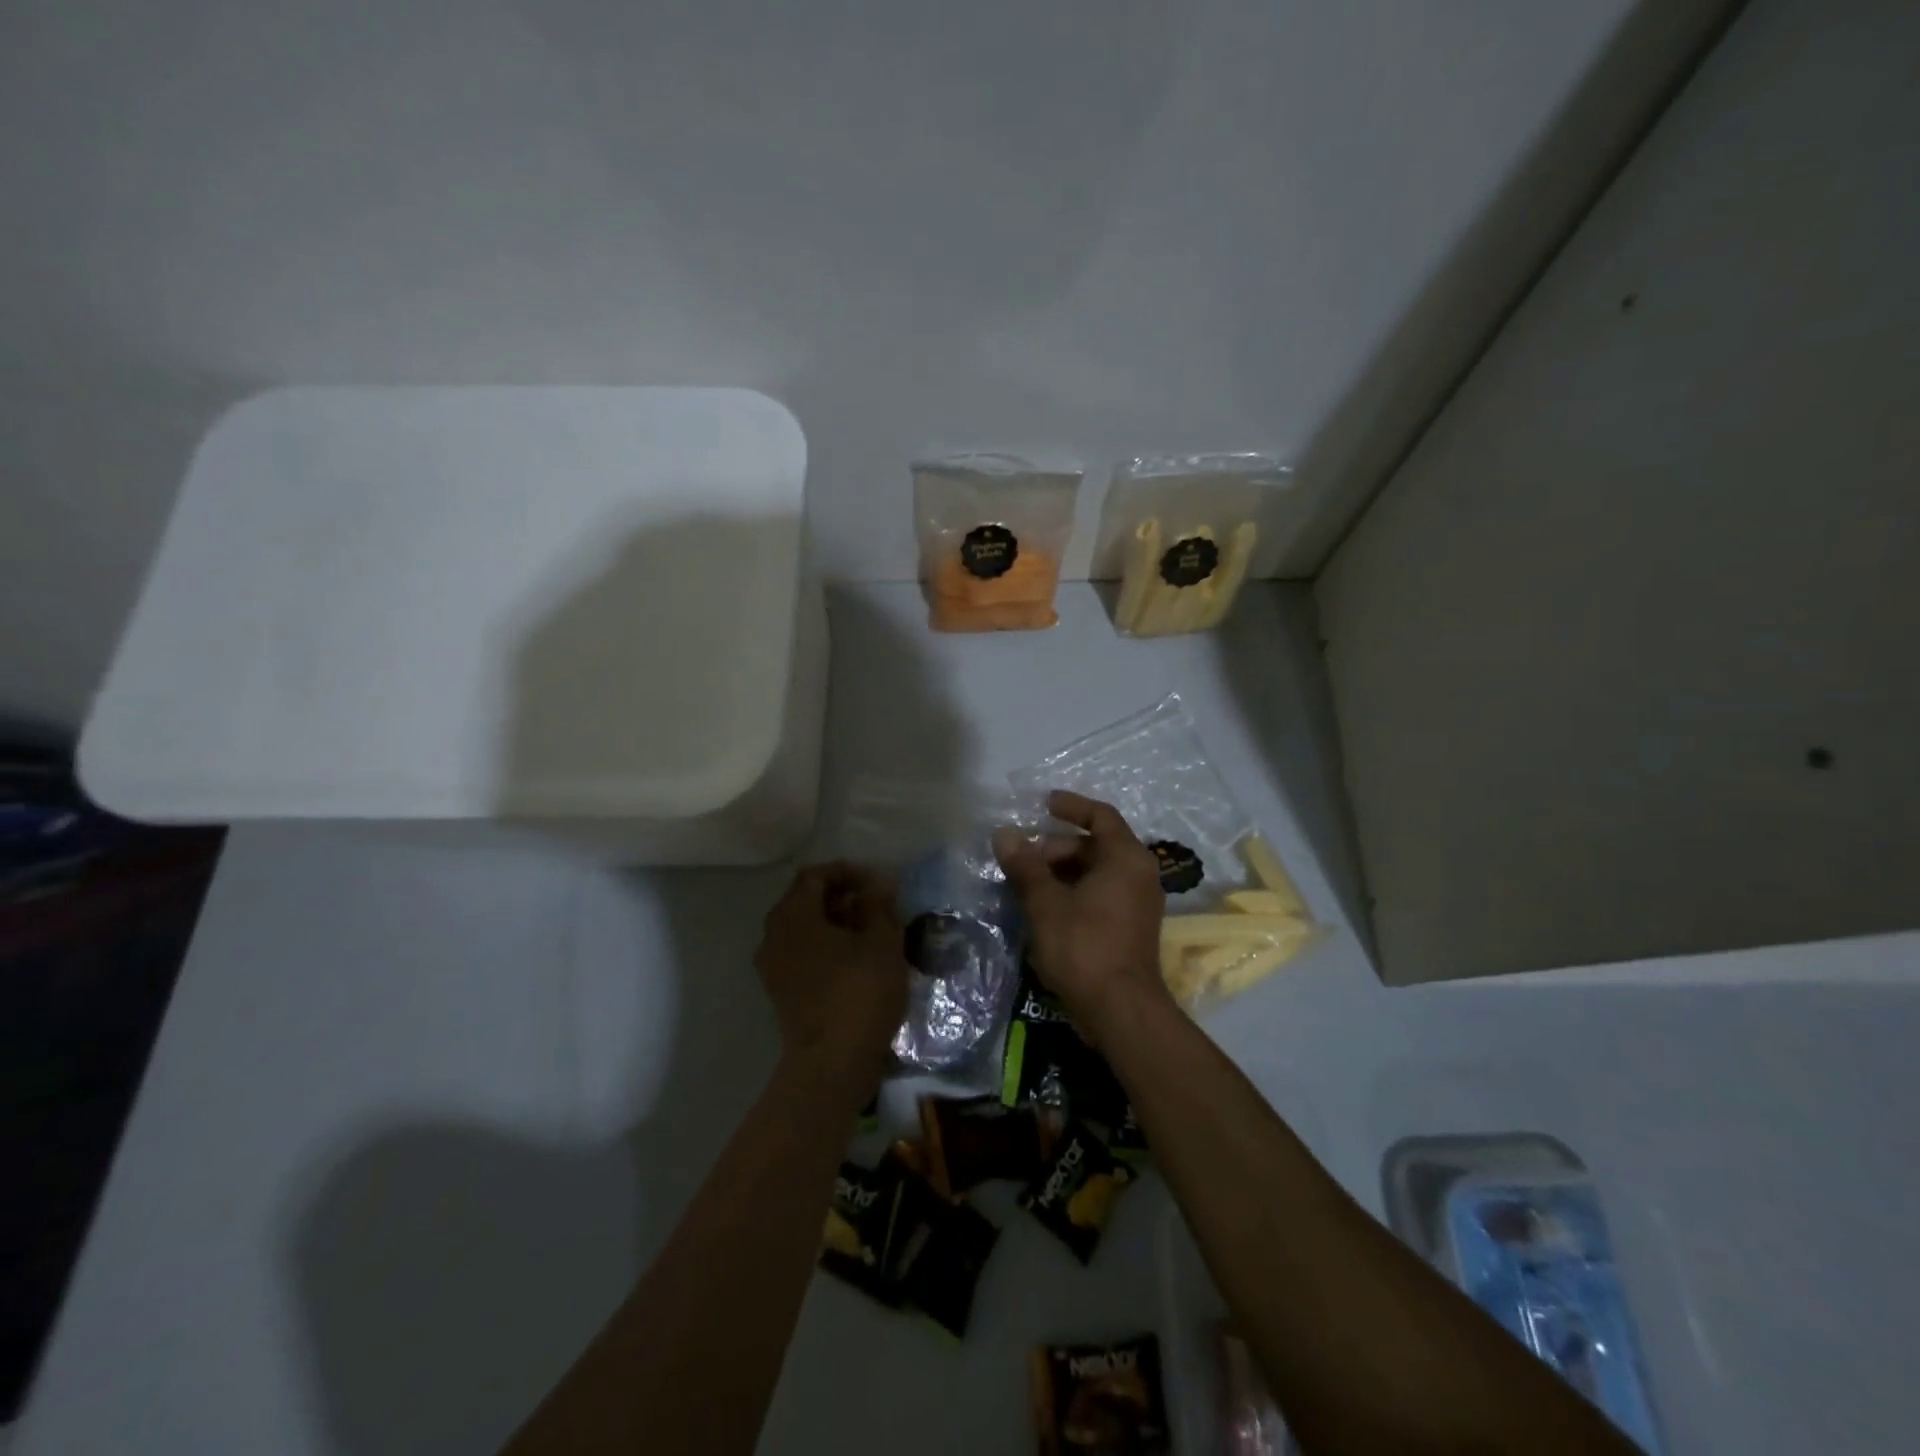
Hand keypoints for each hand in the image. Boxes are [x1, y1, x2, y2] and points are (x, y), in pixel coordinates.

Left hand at [755, 862, 908, 1108]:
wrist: (832, 1064)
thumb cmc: (859, 993)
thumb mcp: (881, 942)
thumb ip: (878, 906)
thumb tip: (877, 886)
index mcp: (793, 915)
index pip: (816, 875)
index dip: (848, 873)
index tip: (879, 884)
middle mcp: (774, 935)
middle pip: (806, 900)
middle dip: (842, 897)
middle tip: (877, 906)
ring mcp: (773, 966)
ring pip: (804, 928)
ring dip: (836, 923)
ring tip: (872, 933)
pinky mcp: (781, 991)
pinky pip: (803, 953)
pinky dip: (827, 947)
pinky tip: (857, 960)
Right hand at [994, 791, 1171, 1041]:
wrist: (1120, 1011)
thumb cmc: (1084, 946)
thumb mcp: (1046, 903)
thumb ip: (1025, 865)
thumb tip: (1004, 834)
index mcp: (1126, 858)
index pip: (1100, 816)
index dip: (1071, 806)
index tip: (1042, 804)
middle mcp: (1139, 874)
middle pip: (1095, 845)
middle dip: (1055, 848)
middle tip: (1022, 860)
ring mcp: (1138, 903)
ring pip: (1095, 872)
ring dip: (1060, 873)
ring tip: (1025, 884)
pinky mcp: (1130, 928)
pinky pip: (1100, 895)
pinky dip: (1073, 892)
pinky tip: (1043, 908)